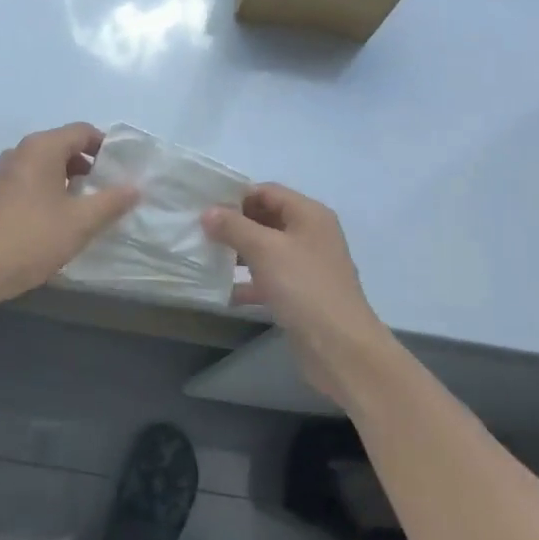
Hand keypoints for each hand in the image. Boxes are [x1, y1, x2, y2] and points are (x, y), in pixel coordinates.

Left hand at [0, 123, 139, 304]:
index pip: (82, 131)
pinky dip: (46, 192)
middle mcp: (19, 152)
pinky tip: (54, 222)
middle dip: (87, 166)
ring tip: (83, 209)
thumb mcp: (81, 222)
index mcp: (41, 148)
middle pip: (62, 146)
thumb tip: (135, 187)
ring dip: (66, 181)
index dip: (106, 147)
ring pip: (44, 166)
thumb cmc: (32, 238)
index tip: (122, 170)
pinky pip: (27, 183)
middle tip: (106, 192)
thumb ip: (111, 201)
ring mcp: (1, 173)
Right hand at [202, 184, 397, 405]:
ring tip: (203, 257)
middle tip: (198, 231)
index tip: (204, 206)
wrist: (340, 347)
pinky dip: (246, 282)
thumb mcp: (265, 250)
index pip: (267, 191)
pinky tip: (220, 291)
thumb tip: (208, 212)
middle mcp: (310, 235)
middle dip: (233, 225)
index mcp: (309, 214)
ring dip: (237, 253)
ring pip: (265, 250)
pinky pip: (268, 279)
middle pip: (266, 219)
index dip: (236, 196)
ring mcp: (306, 266)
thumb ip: (234, 227)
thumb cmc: (304, 287)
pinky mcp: (300, 294)